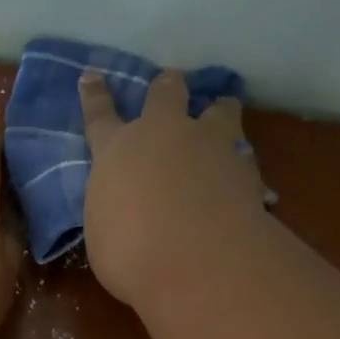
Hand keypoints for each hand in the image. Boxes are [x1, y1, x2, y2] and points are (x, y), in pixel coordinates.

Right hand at [79, 69, 267, 309]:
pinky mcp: (246, 166)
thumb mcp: (104, 235)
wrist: (199, 262)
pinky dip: (242, 164)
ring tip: (222, 115)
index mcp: (117, 151)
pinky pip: (245, 155)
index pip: (100, 115)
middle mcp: (163, 134)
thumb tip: (127, 210)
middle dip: (167, 88)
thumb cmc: (131, 255)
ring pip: (220, 109)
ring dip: (218, 111)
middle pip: (166, 92)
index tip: (93, 75)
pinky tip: (245, 178)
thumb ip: (115, 210)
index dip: (95, 95)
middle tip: (171, 88)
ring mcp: (210, 144)